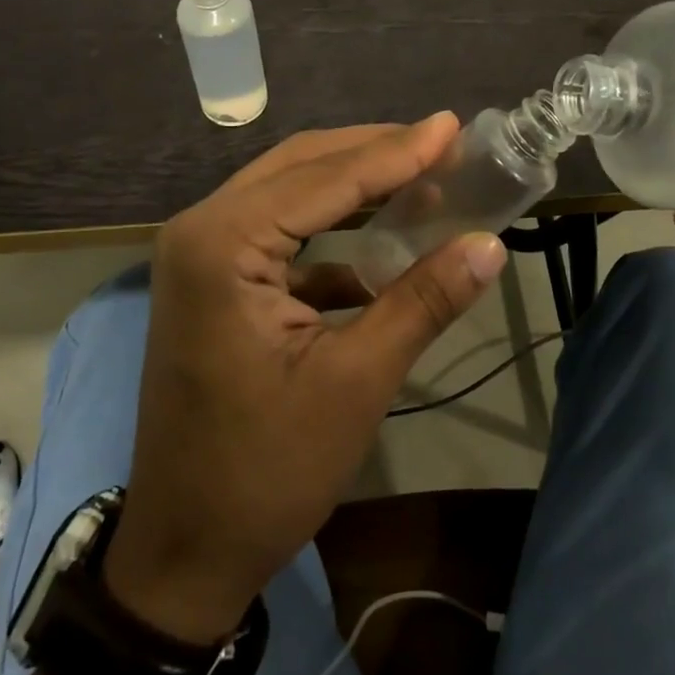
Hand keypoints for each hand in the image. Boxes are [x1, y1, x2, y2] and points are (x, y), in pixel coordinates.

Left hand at [103, 116, 507, 642]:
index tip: (453, 125)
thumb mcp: (356, 382)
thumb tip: (489, 244)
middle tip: (442, 143)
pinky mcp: (212, 282)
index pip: (324, 178)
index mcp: (223, 244)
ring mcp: (200, 255)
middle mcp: (200, 230)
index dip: (396, 152)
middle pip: (299, 167)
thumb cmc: (266, 469)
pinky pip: (278, 234)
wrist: (185, 550)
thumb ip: (422, 302)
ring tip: (420, 175)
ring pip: (287, 193)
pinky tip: (380, 244)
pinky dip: (329, 231)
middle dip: (372, 153)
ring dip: (351, 184)